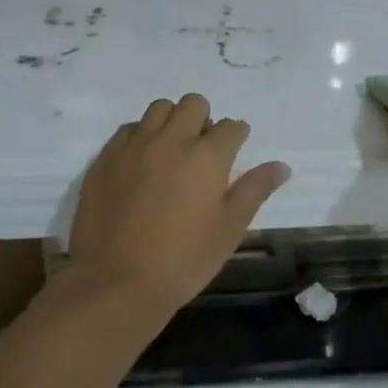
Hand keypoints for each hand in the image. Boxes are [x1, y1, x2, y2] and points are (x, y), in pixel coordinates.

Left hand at [66, 93, 289, 318]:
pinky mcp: (106, 157)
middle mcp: (171, 139)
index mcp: (207, 156)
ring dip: (171, 121)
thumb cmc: (182, 261)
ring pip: (159, 108)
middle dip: (204, 120)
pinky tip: (141, 163)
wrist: (115, 283)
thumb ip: (255, 191)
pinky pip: (128, 130)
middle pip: (193, 104)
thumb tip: (281, 166)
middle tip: (202, 151)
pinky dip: (140, 136)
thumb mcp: (229, 230)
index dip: (237, 136)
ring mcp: (134, 145)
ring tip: (170, 151)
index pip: (232, 126)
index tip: (234, 151)